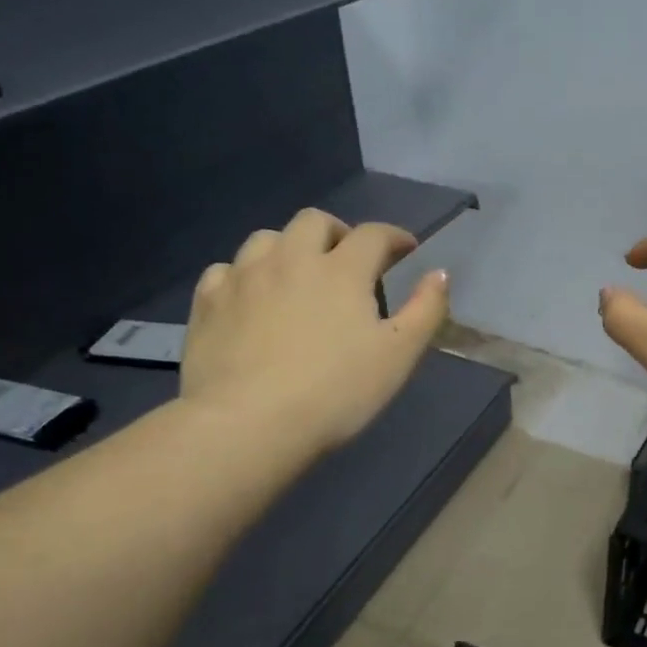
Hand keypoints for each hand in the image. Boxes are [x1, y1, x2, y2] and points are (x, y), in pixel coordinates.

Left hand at [179, 209, 448, 452]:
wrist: (248, 424)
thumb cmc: (336, 392)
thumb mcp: (399, 356)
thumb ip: (425, 310)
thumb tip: (439, 273)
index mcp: (341, 270)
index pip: (373, 234)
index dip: (395, 237)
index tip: (406, 250)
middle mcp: (290, 259)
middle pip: (314, 221)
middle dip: (338, 232)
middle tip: (349, 261)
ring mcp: (243, 278)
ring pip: (266, 238)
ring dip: (289, 248)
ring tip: (298, 277)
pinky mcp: (207, 303)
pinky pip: (227, 270)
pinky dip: (245, 275)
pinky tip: (252, 299)